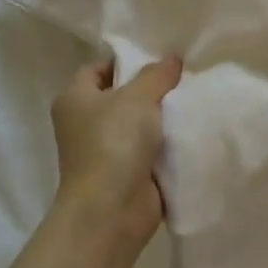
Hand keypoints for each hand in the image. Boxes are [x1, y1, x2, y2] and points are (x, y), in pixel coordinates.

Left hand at [49, 56, 182, 250]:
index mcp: (75, 99)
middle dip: (151, 90)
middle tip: (183, 80)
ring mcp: (105, 151)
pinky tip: (191, 132)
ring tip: (192, 103)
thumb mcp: (138, 97)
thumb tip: (172, 59)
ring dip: (162, 119)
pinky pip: (150, 150)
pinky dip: (167, 145)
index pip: (97, 69)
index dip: (125, 62)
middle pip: (122, 96)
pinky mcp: (126, 173)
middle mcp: (84, 123)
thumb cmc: (114, 142)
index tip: (159, 61)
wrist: (112, 209)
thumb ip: (157, 74)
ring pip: (139, 124)